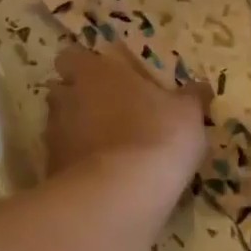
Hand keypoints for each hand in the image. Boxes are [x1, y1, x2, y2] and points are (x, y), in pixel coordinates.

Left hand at [46, 44, 210, 191]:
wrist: (121, 194)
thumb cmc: (157, 136)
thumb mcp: (188, 113)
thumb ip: (190, 97)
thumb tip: (199, 87)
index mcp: (95, 72)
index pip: (73, 56)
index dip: (86, 66)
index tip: (106, 78)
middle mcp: (66, 97)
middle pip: (62, 90)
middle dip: (79, 99)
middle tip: (109, 112)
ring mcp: (54, 135)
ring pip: (60, 125)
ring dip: (77, 133)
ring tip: (108, 149)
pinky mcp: (51, 170)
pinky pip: (63, 160)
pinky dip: (77, 165)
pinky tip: (102, 177)